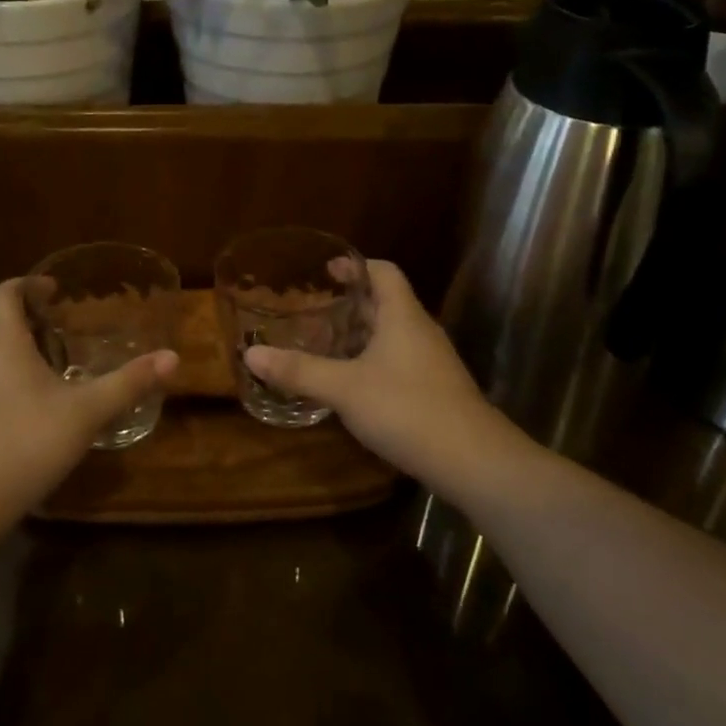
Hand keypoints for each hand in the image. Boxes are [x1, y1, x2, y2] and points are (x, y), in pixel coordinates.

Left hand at [0, 279, 177, 553]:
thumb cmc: (25, 442)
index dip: (29, 284)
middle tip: (68, 325)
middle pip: (0, 321)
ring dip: (22, 347)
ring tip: (59, 362)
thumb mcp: (86, 412)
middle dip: (32, 317)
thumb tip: (172, 358)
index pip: (5, 292)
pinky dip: (13, 375)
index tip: (56, 290)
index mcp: (2, 342)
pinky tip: (39, 404)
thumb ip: (129, 383)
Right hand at [244, 260, 515, 493]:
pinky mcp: (436, 389)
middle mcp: (420, 330)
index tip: (327, 270)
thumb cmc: (406, 409)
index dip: (356, 266)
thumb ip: (299, 371)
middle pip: (386, 302)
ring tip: (326, 344)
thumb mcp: (344, 388)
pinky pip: (400, 360)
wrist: (472, 460)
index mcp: (402, 316)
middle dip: (351, 303)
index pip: (383, 272)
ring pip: (393, 334)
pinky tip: (353, 383)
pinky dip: (373, 360)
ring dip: (362, 334)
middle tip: (314, 310)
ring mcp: (432, 362)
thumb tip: (252, 355)